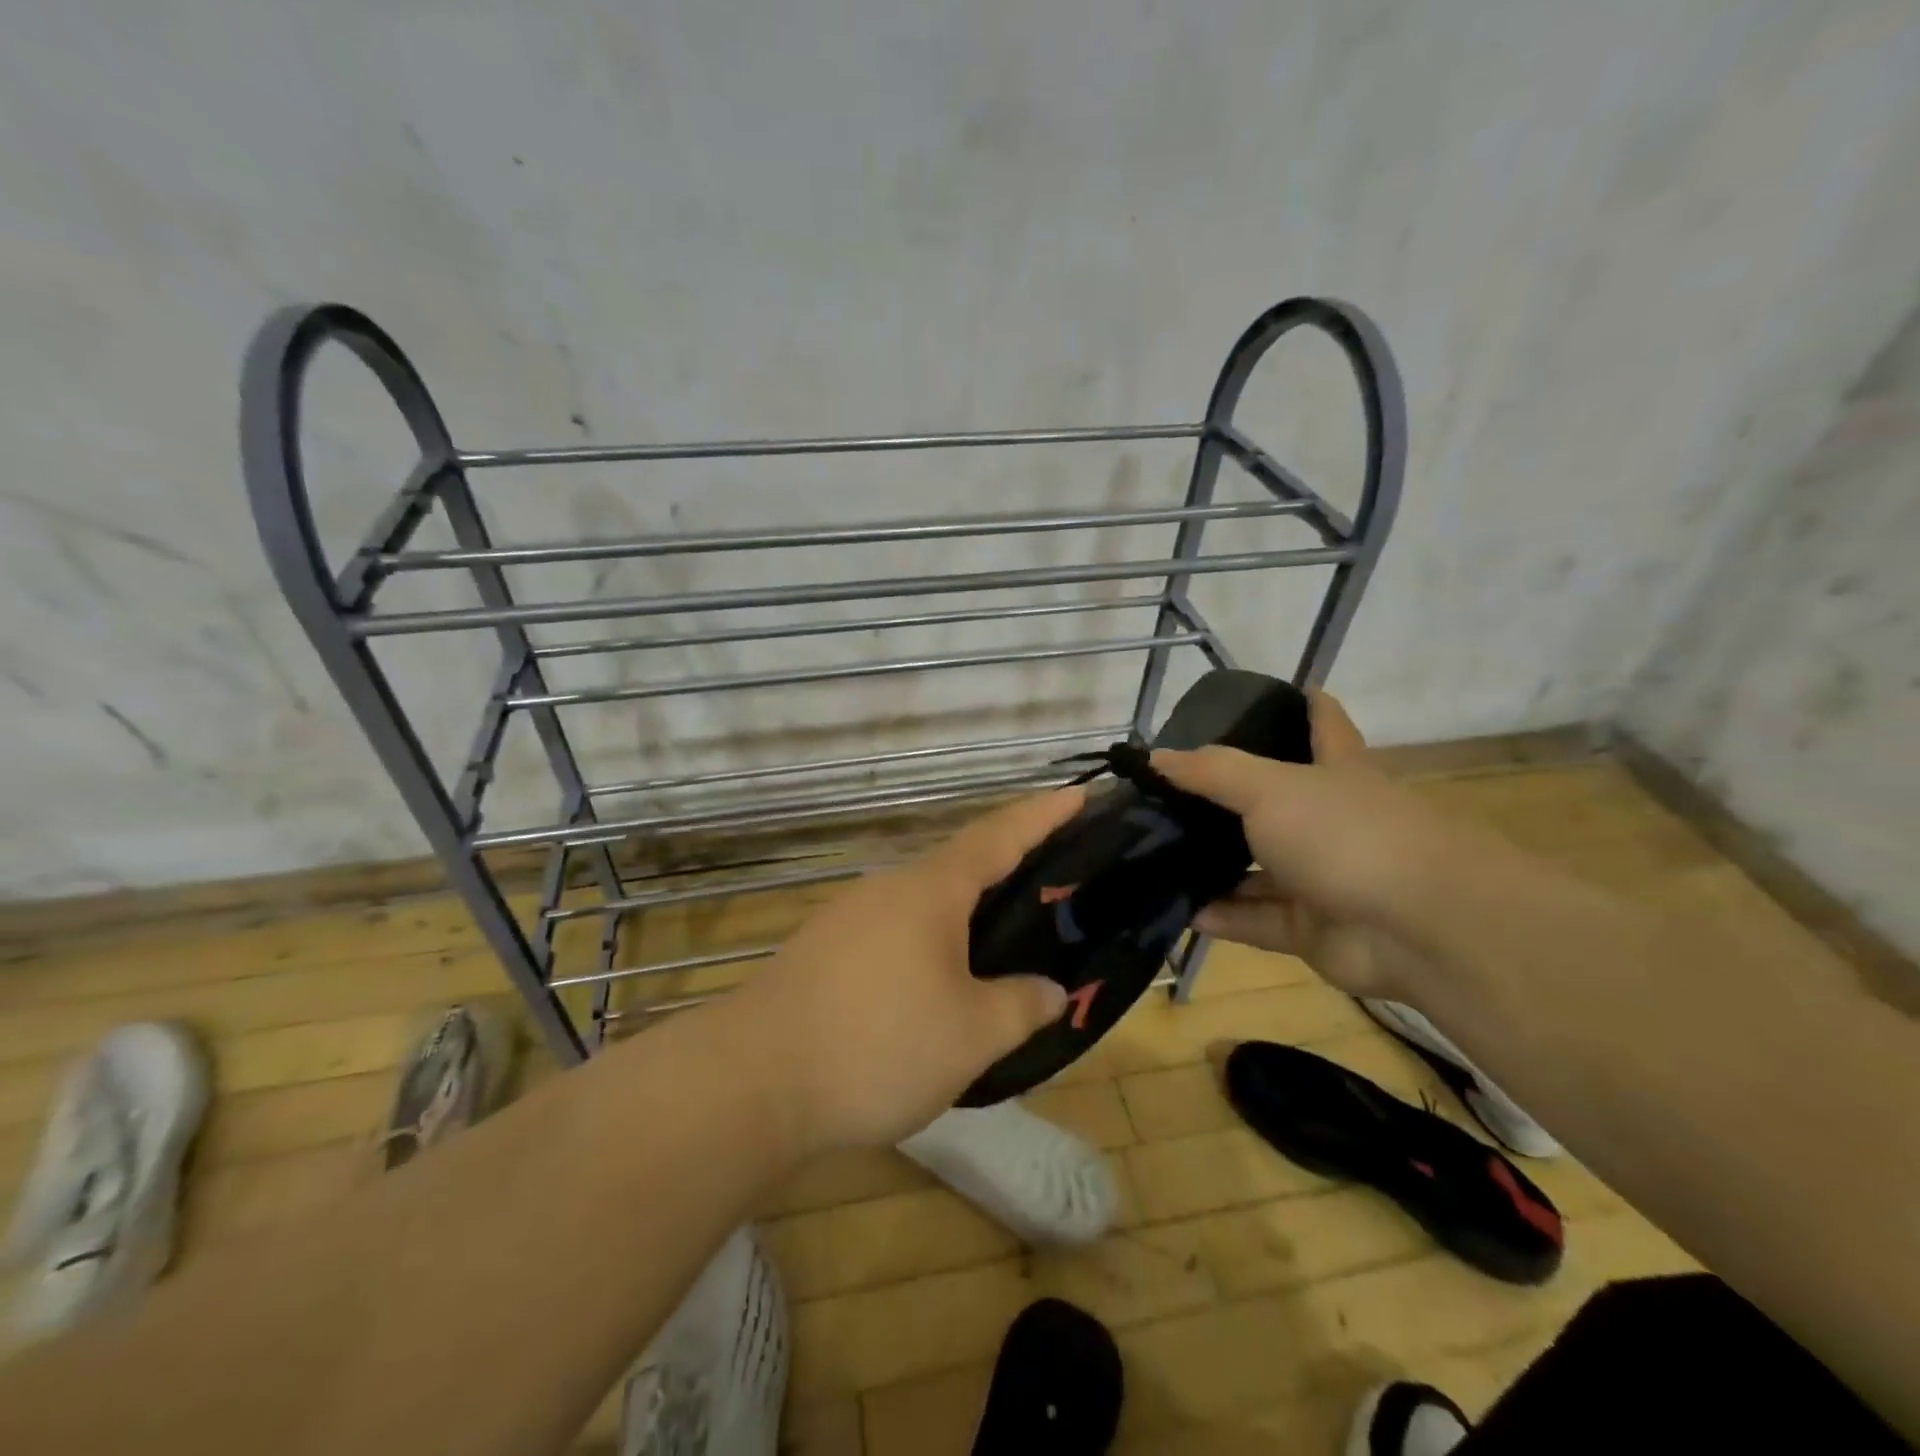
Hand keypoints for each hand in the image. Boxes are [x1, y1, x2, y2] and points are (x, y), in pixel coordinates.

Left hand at [732, 789, 1081, 1153]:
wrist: (750, 1082)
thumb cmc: (877, 1045)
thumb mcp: (970, 1036)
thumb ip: (1020, 1007)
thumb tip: (1051, 991)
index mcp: (929, 891)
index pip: (997, 836)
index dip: (1041, 815)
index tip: (1076, 795)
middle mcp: (886, 890)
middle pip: (957, 869)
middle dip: (1003, 873)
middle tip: (1047, 891)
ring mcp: (846, 919)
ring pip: (921, 907)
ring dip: (960, 919)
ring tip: (994, 952)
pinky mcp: (819, 954)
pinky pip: (890, 936)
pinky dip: (924, 948)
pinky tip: (930, 991)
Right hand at [1150, 691, 1453, 998]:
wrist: (1418, 928)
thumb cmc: (1346, 834)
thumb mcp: (1270, 787)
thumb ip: (1211, 770)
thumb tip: (1154, 757)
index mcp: (1336, 771)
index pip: (1324, 724)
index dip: (1305, 704)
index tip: (1278, 691)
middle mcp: (1329, 821)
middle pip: (1275, 802)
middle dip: (1228, 799)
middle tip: (1168, 793)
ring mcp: (1322, 877)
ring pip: (1258, 868)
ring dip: (1215, 866)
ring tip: (1157, 855)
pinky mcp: (1312, 928)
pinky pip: (1256, 918)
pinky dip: (1221, 915)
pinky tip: (1179, 909)